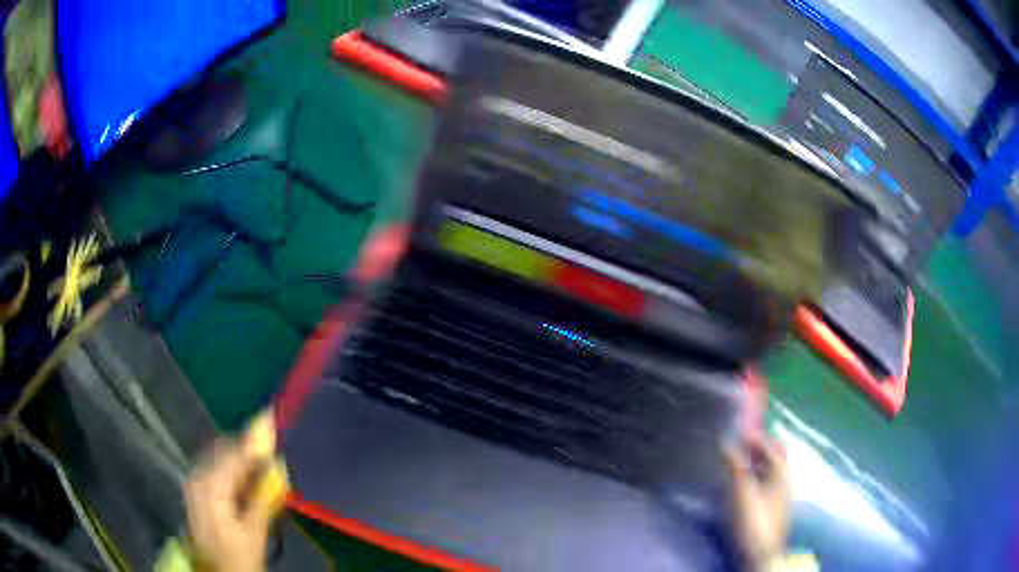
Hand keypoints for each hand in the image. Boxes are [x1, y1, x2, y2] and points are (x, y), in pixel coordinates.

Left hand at [184, 438, 272, 571]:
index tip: (272, 433)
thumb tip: (275, 467)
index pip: (233, 455)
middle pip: (222, 451)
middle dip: (245, 449)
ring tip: (260, 466)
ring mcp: (193, 482)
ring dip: (237, 458)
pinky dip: (229, 468)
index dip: (254, 444)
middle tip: (269, 453)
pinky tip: (244, 478)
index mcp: (211, 487)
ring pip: (217, 457)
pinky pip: (212, 467)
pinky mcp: (194, 489)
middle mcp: (197, 477)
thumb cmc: (239, 555)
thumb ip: (262, 495)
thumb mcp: (255, 530)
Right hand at [724, 435, 790, 570]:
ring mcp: (781, 495)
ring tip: (736, 464)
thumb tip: (725, 441)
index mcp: (781, 472)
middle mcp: (785, 479)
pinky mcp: (774, 508)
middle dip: (757, 449)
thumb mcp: (742, 492)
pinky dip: (755, 477)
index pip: (772, 445)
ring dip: (755, 463)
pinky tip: (741, 485)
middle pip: (774, 457)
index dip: (756, 437)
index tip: (738, 432)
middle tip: (737, 446)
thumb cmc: (753, 520)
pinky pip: (766, 483)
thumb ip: (735, 466)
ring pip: (770, 471)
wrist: (761, 554)